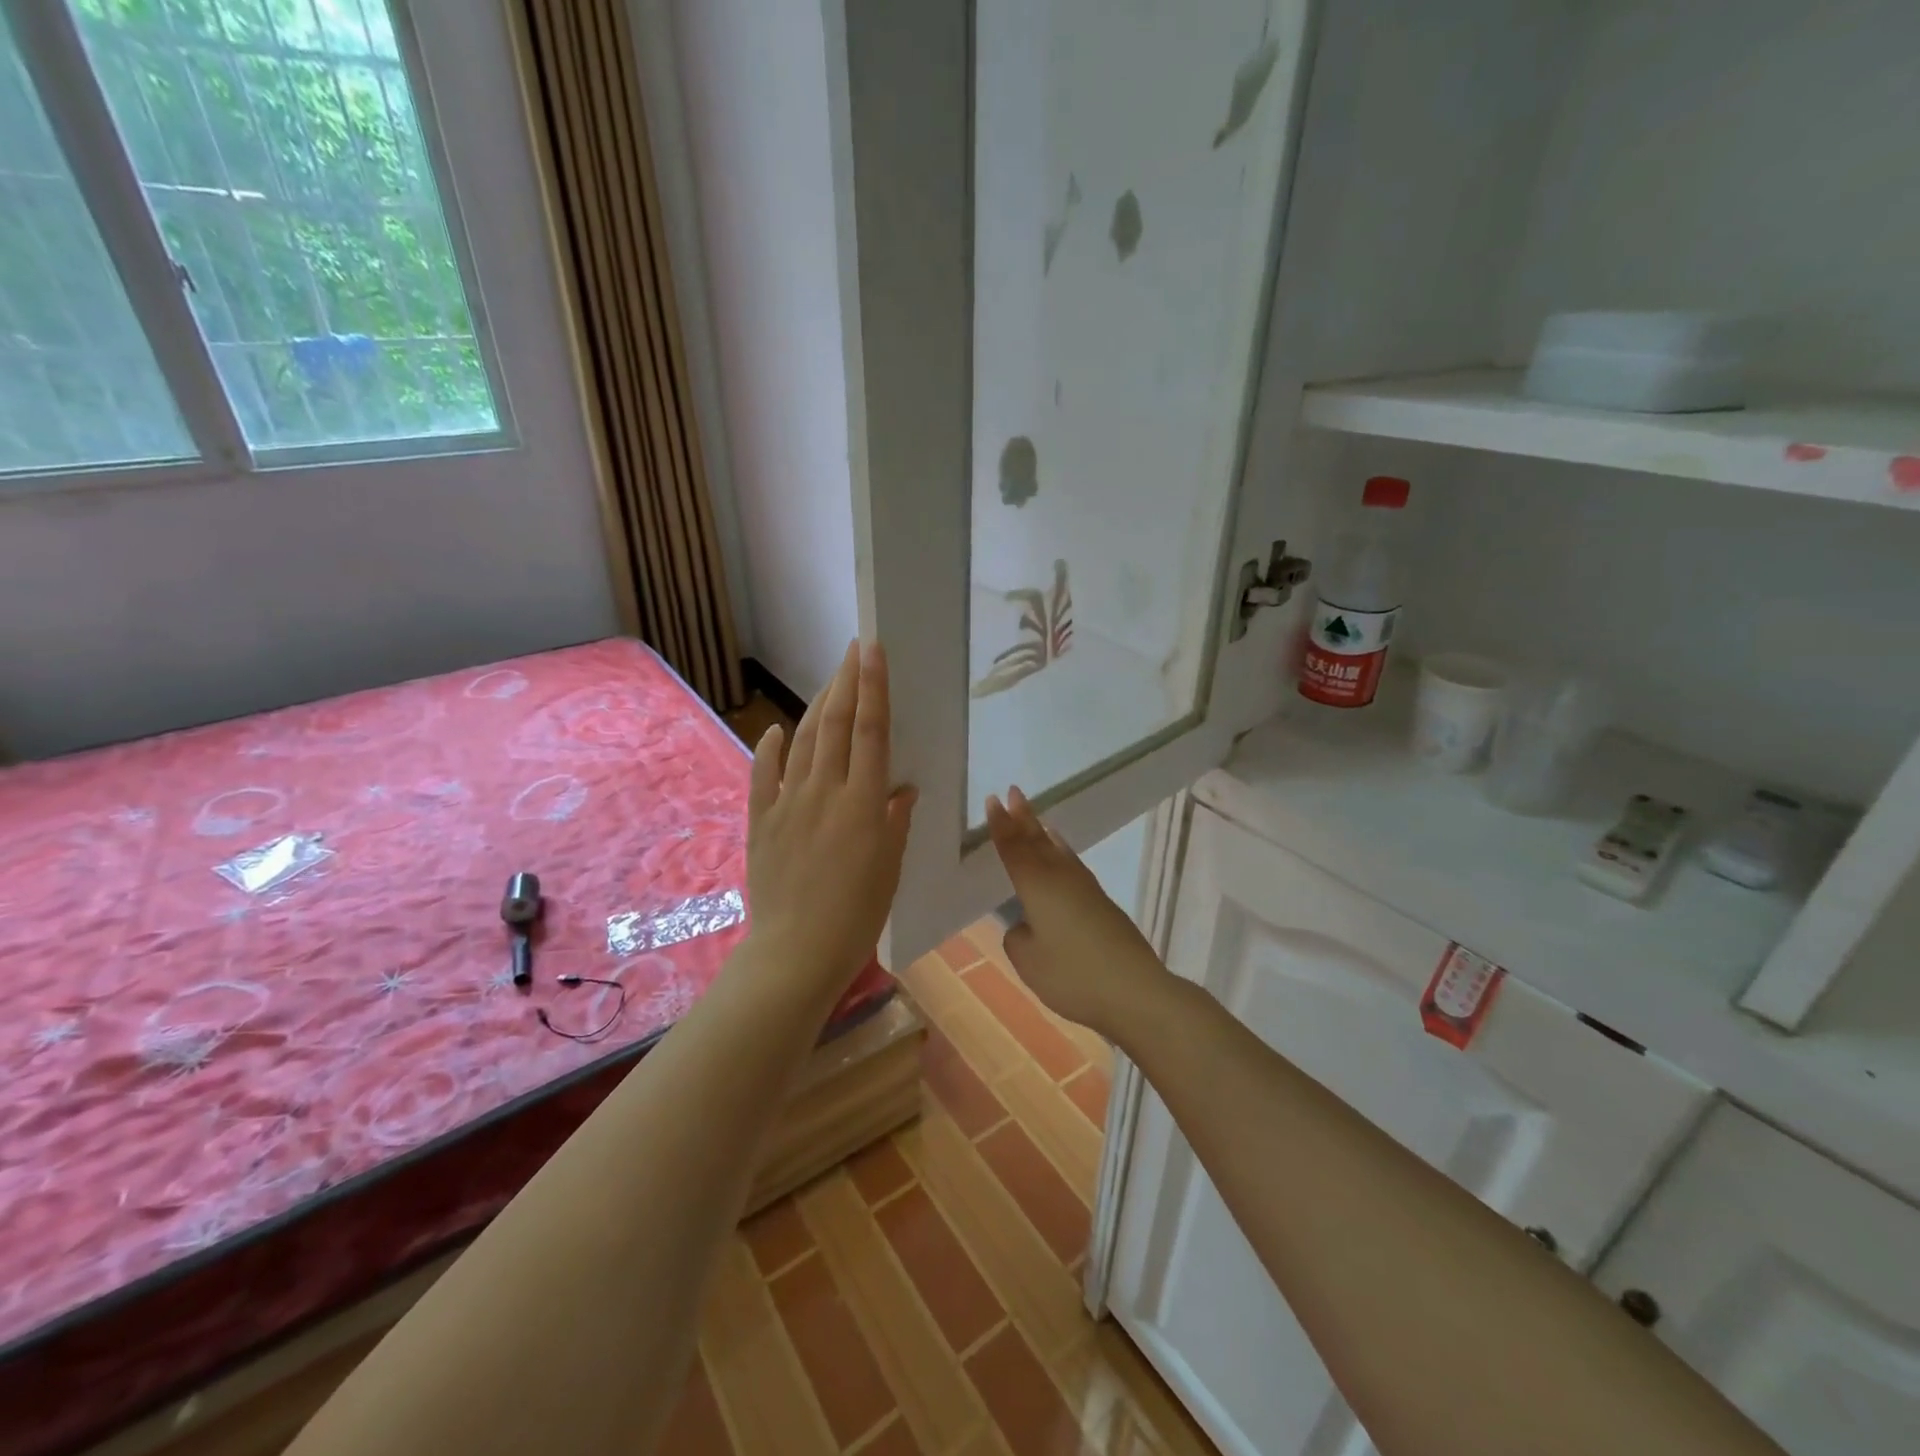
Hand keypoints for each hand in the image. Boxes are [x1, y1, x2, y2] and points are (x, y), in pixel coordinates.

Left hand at [746, 640, 916, 997]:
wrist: (797, 951)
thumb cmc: (857, 915)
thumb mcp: (889, 867)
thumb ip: (895, 821)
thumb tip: (902, 789)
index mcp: (864, 803)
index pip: (872, 731)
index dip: (873, 687)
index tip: (872, 650)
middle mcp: (825, 792)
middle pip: (837, 724)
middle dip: (846, 681)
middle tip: (853, 650)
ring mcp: (789, 803)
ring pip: (805, 741)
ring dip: (818, 705)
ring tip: (830, 680)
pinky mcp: (762, 820)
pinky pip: (765, 774)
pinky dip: (771, 748)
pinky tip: (777, 729)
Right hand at [984, 787, 1171, 1040]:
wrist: (1134, 990)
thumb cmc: (1072, 975)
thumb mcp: (1029, 961)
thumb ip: (1019, 937)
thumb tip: (1028, 925)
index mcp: (1037, 885)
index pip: (1014, 848)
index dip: (1001, 825)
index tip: (993, 800)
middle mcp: (1061, 877)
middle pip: (1038, 840)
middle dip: (1023, 817)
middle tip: (1013, 792)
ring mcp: (1086, 888)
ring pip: (1059, 851)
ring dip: (1043, 833)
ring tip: (1037, 819)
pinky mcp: (1102, 904)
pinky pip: (1073, 865)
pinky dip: (1062, 853)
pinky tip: (1063, 857)